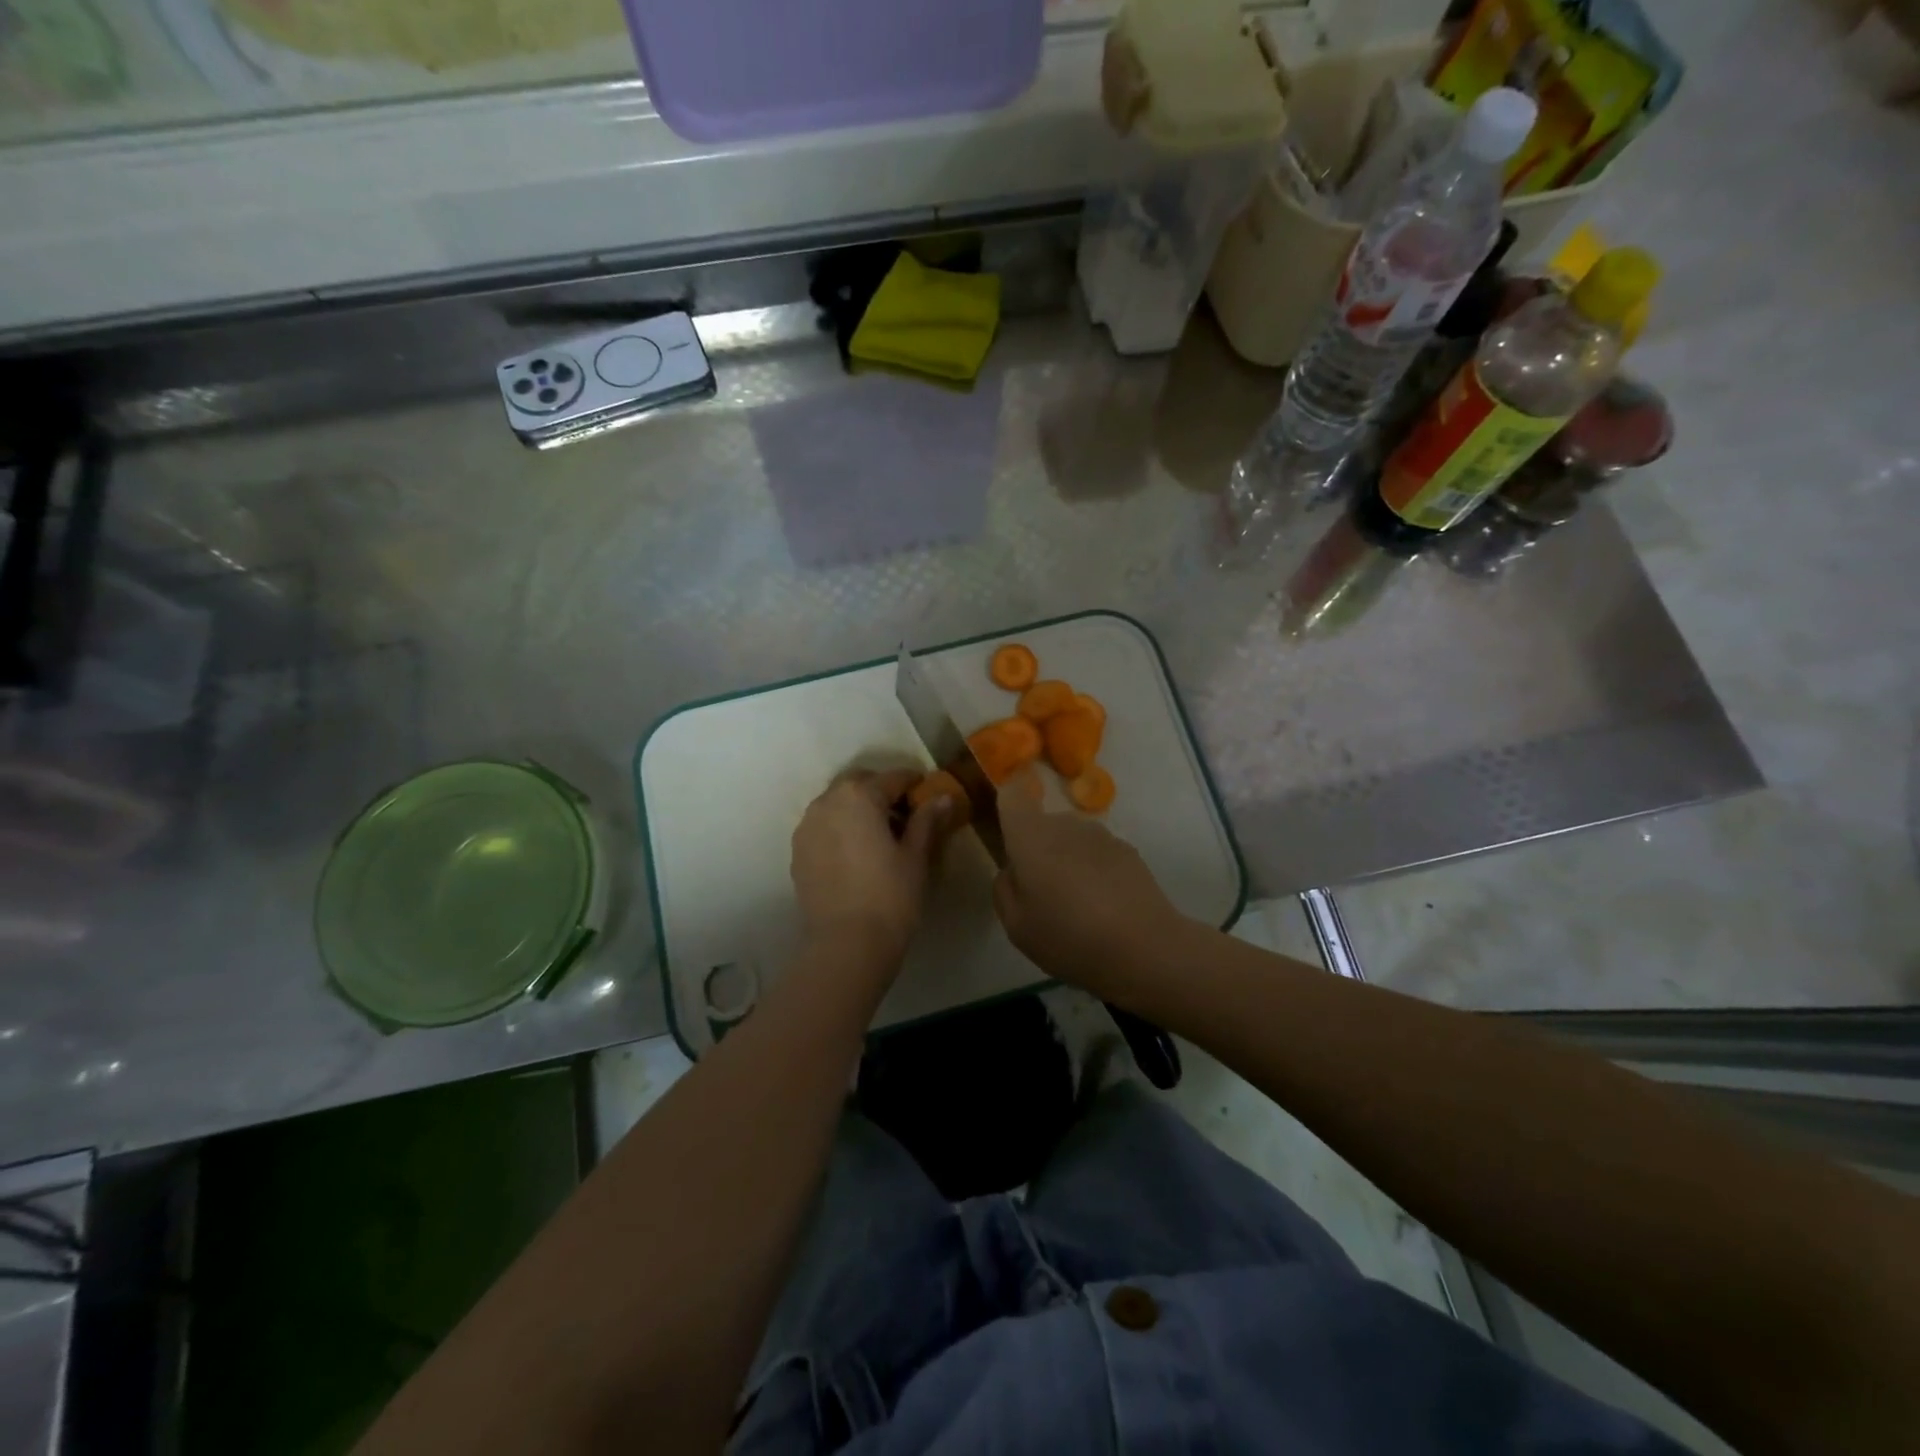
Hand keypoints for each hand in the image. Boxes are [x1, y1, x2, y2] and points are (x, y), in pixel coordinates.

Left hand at [790, 768, 948, 966]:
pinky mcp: (798, 851)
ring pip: (837, 803)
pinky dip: (840, 828)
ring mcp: (807, 826)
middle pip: (859, 783)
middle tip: (904, 815)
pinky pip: (823, 826)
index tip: (929, 796)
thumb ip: (926, 820)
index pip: (893, 778)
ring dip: (858, 809)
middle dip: (882, 792)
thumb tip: (942, 797)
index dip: (915, 784)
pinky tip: (856, 853)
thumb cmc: (890, 895)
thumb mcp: (916, 856)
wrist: (846, 943)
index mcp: (860, 795)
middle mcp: (828, 801)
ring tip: (879, 835)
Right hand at [991, 772, 1183, 992]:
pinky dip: (1095, 870)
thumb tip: (1012, 870)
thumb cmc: (1069, 937)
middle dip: (1037, 849)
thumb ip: (1005, 889)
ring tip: (1077, 905)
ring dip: (1067, 860)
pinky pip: (1098, 853)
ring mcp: (1101, 834)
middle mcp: (1065, 824)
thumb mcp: (1016, 926)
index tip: (1007, 832)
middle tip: (1042, 894)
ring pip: (1071, 839)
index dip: (1006, 804)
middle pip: (1042, 824)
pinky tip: (1105, 907)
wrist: (1145, 948)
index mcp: (1031, 836)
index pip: (1012, 795)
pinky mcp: (1129, 850)